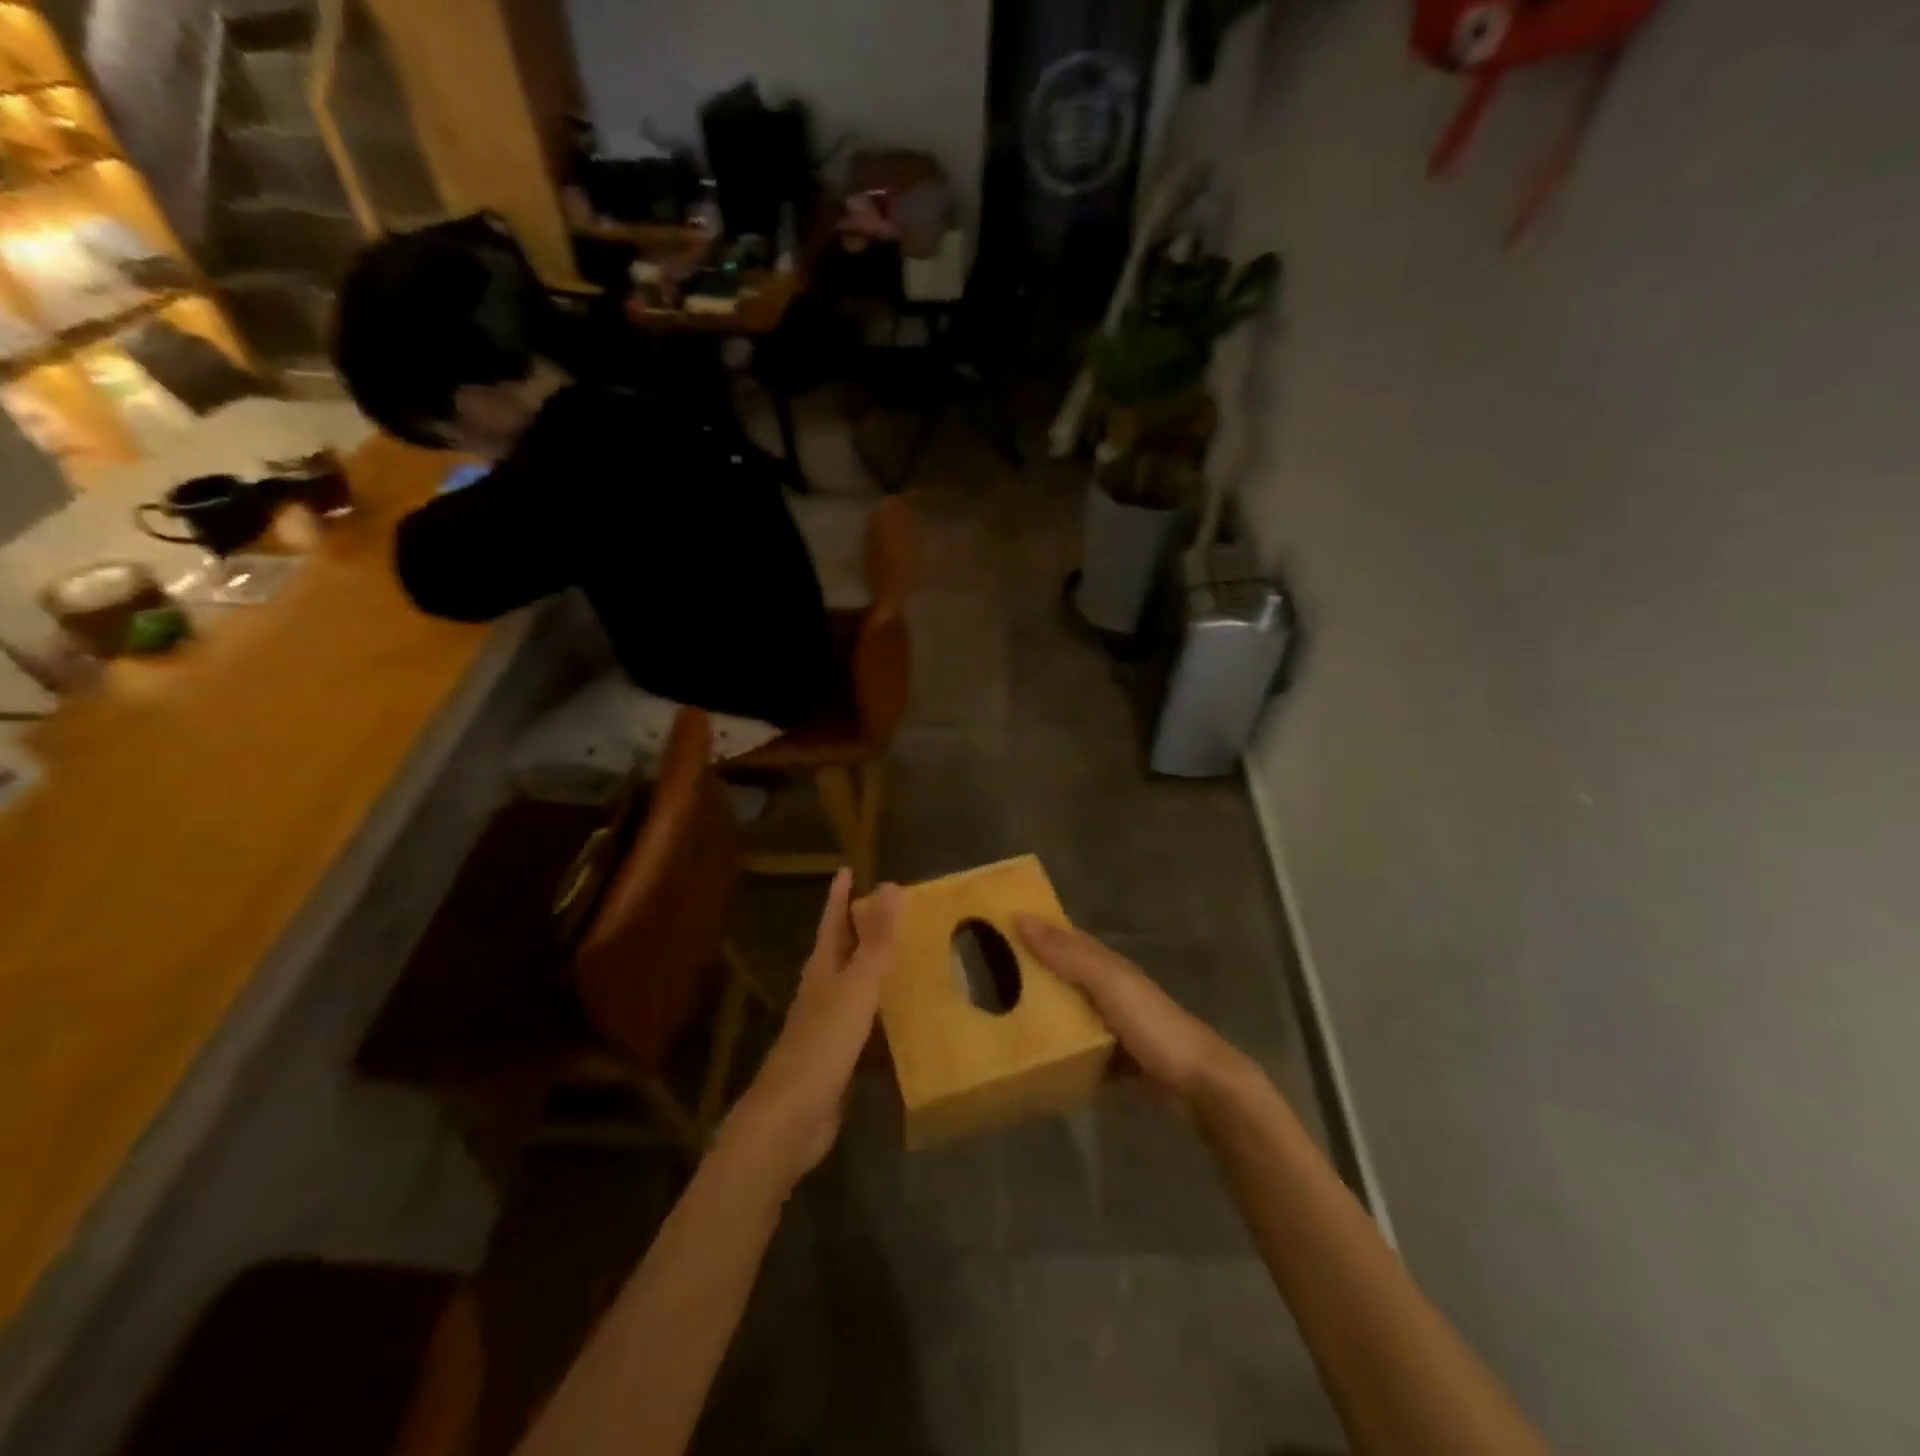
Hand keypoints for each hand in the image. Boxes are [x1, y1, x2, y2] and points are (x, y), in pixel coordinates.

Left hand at [727, 869, 899, 1184]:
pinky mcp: (837, 1057)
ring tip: (903, 957)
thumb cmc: (824, 1042)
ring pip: (852, 987)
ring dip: (873, 971)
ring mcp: (827, 1026)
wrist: (792, 1116)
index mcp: (822, 969)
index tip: (847, 870)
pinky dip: (881, 1014)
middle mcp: (821, 991)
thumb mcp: (857, 985)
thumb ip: (876, 939)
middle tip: (889, 910)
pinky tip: (901, 1020)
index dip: (840, 896)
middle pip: (841, 951)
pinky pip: (864, 1024)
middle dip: (859, 929)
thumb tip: (889, 886)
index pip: (833, 921)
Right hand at [1015, 916, 1244, 1102]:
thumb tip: (1021, 918)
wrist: (1199, 1082)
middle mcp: (1109, 988)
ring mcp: (1113, 1024)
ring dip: (1042, 1008)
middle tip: (985, 977)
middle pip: (1063, 973)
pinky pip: (1078, 1045)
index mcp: (1107, 964)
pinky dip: (1059, 1045)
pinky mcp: (1115, 1058)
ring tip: (998, 1014)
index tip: (993, 929)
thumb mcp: (1108, 983)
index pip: (1063, 937)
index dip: (1034, 929)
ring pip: (1069, 1009)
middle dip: (1031, 971)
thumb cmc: (1152, 1024)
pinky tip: (1035, 1055)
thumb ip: (1068, 954)